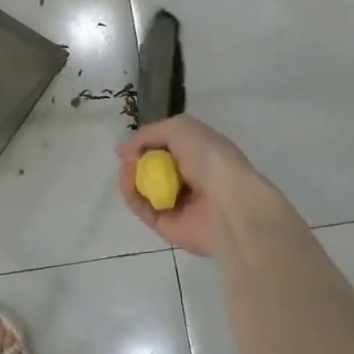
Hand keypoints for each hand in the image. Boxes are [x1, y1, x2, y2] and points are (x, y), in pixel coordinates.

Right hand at [117, 115, 286, 257]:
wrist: (229, 203)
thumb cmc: (210, 158)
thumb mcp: (180, 128)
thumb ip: (149, 133)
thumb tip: (124, 150)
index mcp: (197, 154)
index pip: (165, 147)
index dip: (146, 143)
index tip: (132, 143)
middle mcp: (187, 178)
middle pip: (150, 167)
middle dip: (136, 159)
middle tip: (128, 157)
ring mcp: (176, 203)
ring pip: (142, 188)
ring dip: (130, 175)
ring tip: (129, 168)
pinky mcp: (165, 225)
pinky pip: (141, 208)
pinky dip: (131, 194)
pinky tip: (129, 183)